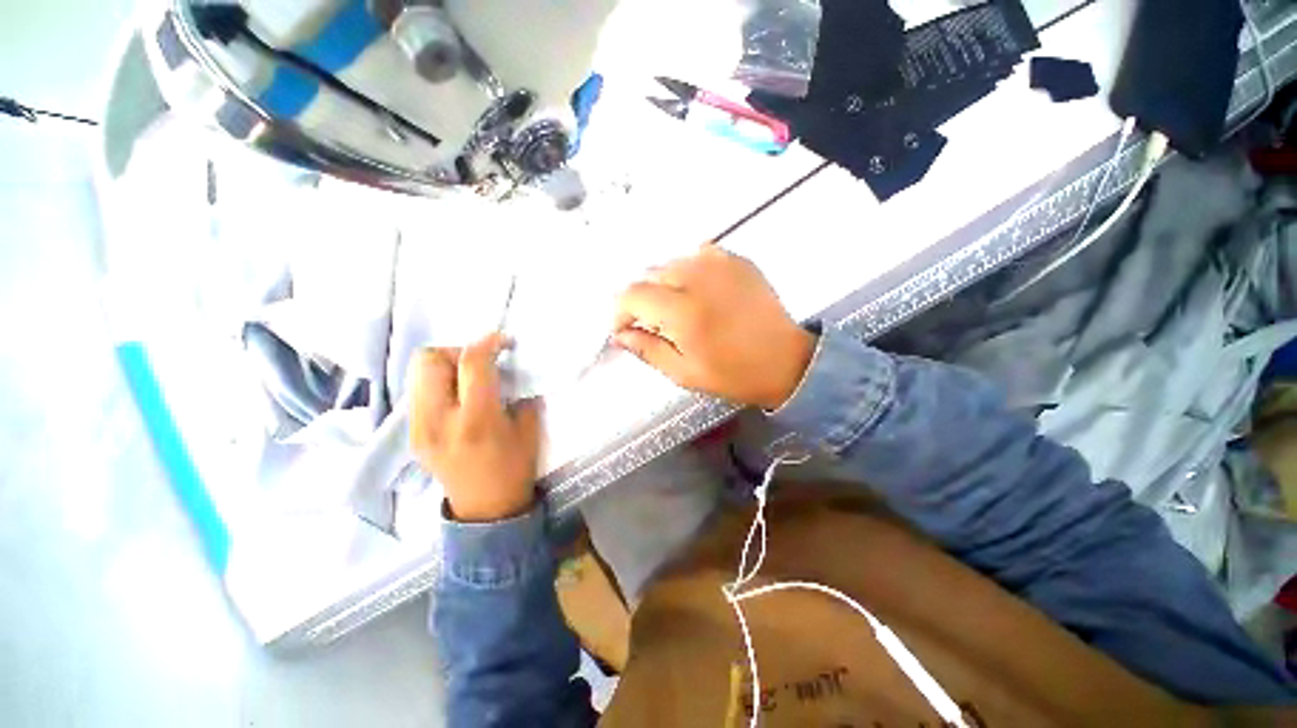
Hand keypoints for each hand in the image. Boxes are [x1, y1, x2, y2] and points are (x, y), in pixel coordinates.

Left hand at [408, 333, 542, 522]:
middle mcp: (439, 420)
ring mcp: (418, 427)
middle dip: (458, 350)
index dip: (489, 342)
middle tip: (480, 363)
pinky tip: (457, 396)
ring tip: (467, 378)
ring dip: (445, 365)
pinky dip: (437, 382)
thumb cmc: (515, 467)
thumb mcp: (528, 427)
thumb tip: (505, 368)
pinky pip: (418, 390)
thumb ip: (516, 392)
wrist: (484, 508)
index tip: (504, 341)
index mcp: (476, 419)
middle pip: (429, 359)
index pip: (471, 363)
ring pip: (417, 371)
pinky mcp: (412, 433)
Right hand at [613, 244, 814, 409]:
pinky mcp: (737, 260)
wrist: (787, 361)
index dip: (621, 311)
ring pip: (672, 263)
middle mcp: (698, 278)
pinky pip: (697, 255)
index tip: (624, 328)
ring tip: (677, 309)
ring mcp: (720, 264)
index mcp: (684, 312)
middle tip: (653, 324)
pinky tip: (699, 291)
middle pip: (650, 275)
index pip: (633, 294)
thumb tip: (620, 335)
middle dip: (643, 299)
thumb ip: (647, 350)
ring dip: (665, 285)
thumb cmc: (734, 374)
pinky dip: (689, 271)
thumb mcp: (684, 373)